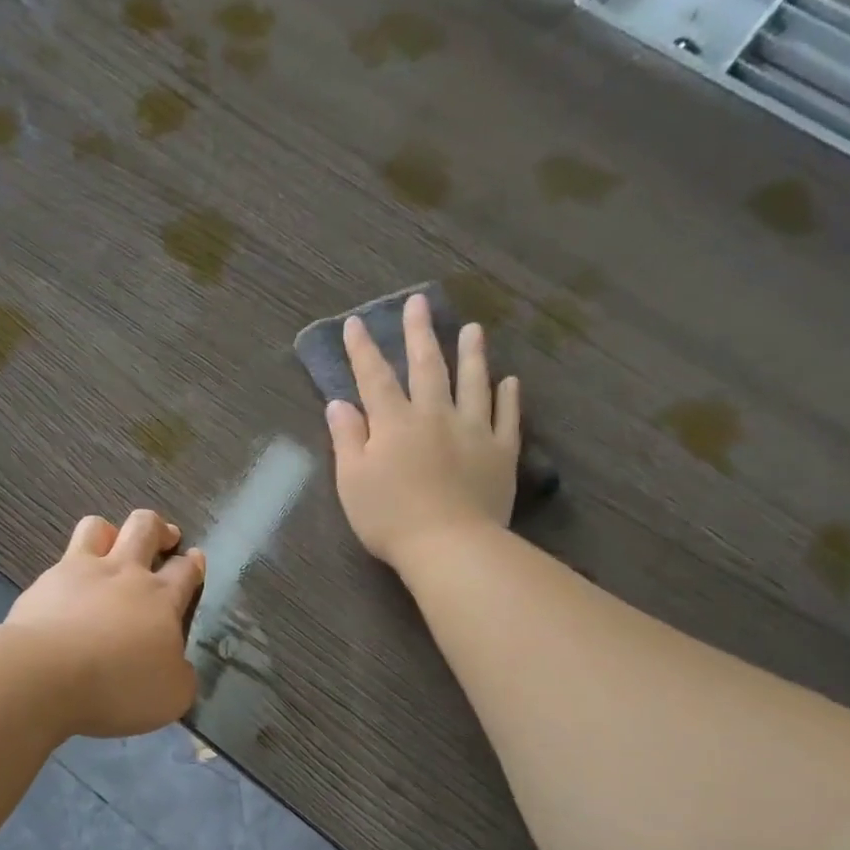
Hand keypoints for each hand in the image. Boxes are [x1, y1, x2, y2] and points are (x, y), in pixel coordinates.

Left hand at [6, 509, 206, 737]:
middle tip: (164, 538)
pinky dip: (68, 570)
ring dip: (110, 532)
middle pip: (145, 528)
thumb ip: (180, 675)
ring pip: (98, 527)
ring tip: (112, 547)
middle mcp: (124, 573)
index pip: (185, 569)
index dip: (193, 563)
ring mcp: (80, 572)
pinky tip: (66, 589)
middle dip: (159, 528)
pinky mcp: (43, 583)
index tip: (194, 558)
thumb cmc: (119, 686)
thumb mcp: (172, 695)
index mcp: (161, 599)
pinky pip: (60, 560)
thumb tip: (178, 667)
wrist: (46, 675)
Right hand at [324, 293, 520, 566]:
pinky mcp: (501, 453)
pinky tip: (510, 381)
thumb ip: (347, 439)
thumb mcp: (352, 481)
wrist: (449, 545)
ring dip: (472, 354)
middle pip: (427, 367)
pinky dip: (508, 398)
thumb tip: (339, 403)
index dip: (363, 350)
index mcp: (394, 423)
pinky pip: (507, 418)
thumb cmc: (390, 518)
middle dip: (419, 334)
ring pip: (473, 383)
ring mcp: (473, 431)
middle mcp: (434, 416)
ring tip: (473, 329)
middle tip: (418, 304)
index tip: (356, 323)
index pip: (375, 378)